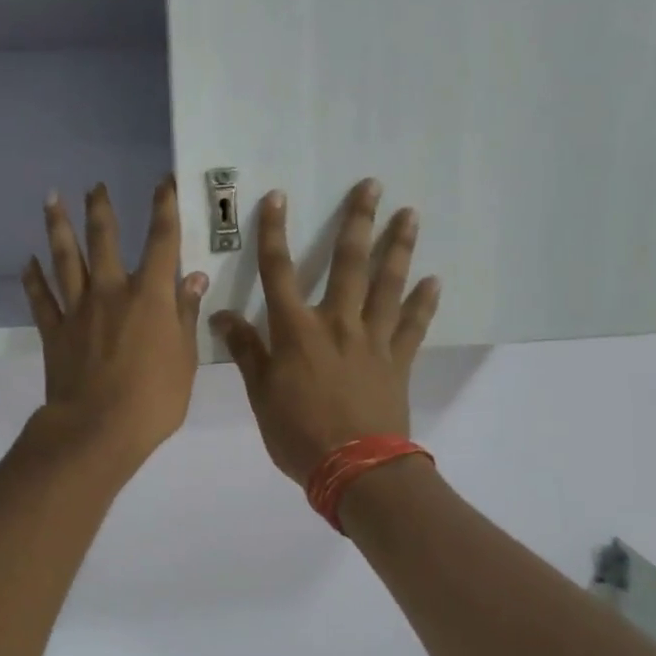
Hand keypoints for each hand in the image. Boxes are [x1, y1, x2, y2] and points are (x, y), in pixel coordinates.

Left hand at [21, 179, 208, 474]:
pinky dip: (33, 279)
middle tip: (95, 185)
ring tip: (51, 200)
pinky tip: (28, 262)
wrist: (98, 429)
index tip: (162, 182)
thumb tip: (194, 277)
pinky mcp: (54, 331)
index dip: (164, 208)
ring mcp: (78, 309)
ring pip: (64, 259)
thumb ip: (186, 315)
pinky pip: (40, 298)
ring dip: (58, 228)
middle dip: (101, 209)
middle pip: (103, 239)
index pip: (161, 241)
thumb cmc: (153, 399)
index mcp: (149, 296)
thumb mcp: (185, 359)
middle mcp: (111, 292)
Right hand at [211, 179, 440, 485]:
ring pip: (388, 285)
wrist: (355, 469)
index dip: (274, 233)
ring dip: (399, 248)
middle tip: (372, 186)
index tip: (278, 197)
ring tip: (410, 215)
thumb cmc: (298, 433)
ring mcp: (373, 340)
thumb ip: (245, 350)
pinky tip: (434, 280)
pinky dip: (425, 303)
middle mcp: (337, 323)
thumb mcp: (259, 395)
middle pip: (348, 264)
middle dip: (358, 222)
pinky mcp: (398, 361)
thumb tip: (221, 315)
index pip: (279, 271)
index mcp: (296, 330)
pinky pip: (414, 325)